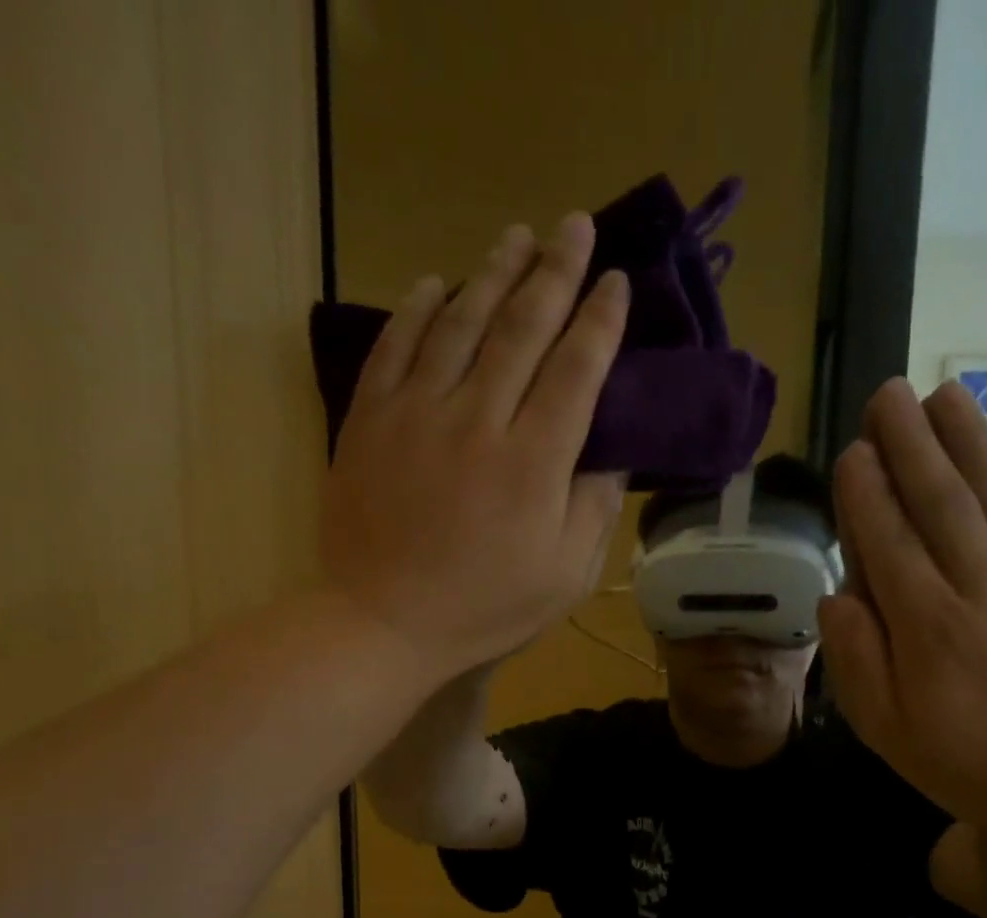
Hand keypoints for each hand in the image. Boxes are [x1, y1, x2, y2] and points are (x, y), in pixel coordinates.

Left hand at [319, 213, 630, 681]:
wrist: (383, 622)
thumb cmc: (485, 609)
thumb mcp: (563, 577)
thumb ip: (594, 510)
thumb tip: (612, 454)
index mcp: (534, 462)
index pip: (576, 370)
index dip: (600, 321)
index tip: (616, 282)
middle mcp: (479, 419)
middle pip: (522, 328)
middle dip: (554, 272)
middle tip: (573, 226)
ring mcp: (418, 413)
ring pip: (460, 323)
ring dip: (492, 273)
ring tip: (516, 236)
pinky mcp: (371, 420)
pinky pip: (396, 347)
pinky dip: (417, 310)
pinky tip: (436, 284)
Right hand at [818, 379, 986, 846]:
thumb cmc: (971, 766)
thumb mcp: (889, 732)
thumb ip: (859, 662)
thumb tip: (837, 598)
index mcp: (928, 627)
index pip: (889, 543)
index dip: (867, 494)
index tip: (853, 451)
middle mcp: (984, 588)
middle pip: (941, 503)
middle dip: (911, 445)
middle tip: (888, 395)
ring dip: (971, 440)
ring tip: (946, 392)